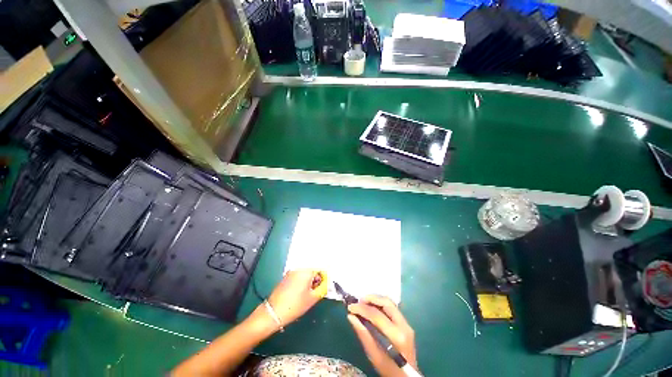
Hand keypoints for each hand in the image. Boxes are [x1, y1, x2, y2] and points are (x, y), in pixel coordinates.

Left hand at [266, 269, 323, 325]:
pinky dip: (302, 280)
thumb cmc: (295, 305)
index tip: (324, 285)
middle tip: (317, 290)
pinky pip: (298, 275)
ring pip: (305, 272)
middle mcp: (299, 268)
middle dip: (317, 277)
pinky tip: (300, 292)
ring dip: (310, 279)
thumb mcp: (312, 298)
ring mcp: (292, 271)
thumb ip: (322, 288)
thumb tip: (326, 283)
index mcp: (307, 271)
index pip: (321, 268)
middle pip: (313, 269)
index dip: (324, 277)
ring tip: (309, 292)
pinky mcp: (286, 276)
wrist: (273, 312)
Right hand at [347, 295, 417, 376]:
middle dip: (371, 298)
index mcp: (397, 336)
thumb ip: (363, 335)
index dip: (362, 309)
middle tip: (358, 302)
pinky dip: (380, 305)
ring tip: (363, 303)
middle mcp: (404, 325)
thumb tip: (351, 317)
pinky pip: (392, 308)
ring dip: (376, 300)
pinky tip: (372, 308)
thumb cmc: (389, 370)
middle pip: (387, 303)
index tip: (350, 307)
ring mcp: (407, 324)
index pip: (377, 315)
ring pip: (390, 303)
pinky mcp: (406, 324)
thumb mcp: (374, 356)